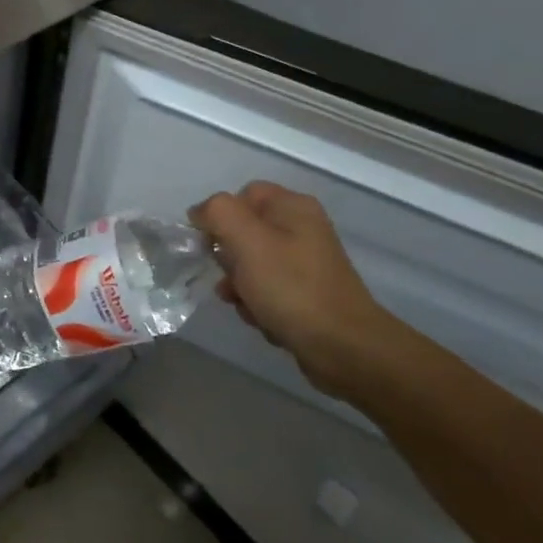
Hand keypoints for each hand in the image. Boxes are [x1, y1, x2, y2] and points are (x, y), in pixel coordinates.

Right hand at [190, 182, 393, 400]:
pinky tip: (261, 318)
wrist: (342, 347)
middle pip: (244, 231)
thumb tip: (200, 213)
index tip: (211, 244)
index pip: (242, 195)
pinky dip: (257, 304)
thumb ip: (217, 212)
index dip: (220, 216)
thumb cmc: (291, 287)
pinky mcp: (305, 293)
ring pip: (250, 264)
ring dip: (238, 286)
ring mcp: (305, 263)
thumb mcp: (247, 240)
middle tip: (232, 277)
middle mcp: (302, 229)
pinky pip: (266, 290)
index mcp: (293, 207)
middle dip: (228, 258)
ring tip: (246, 304)